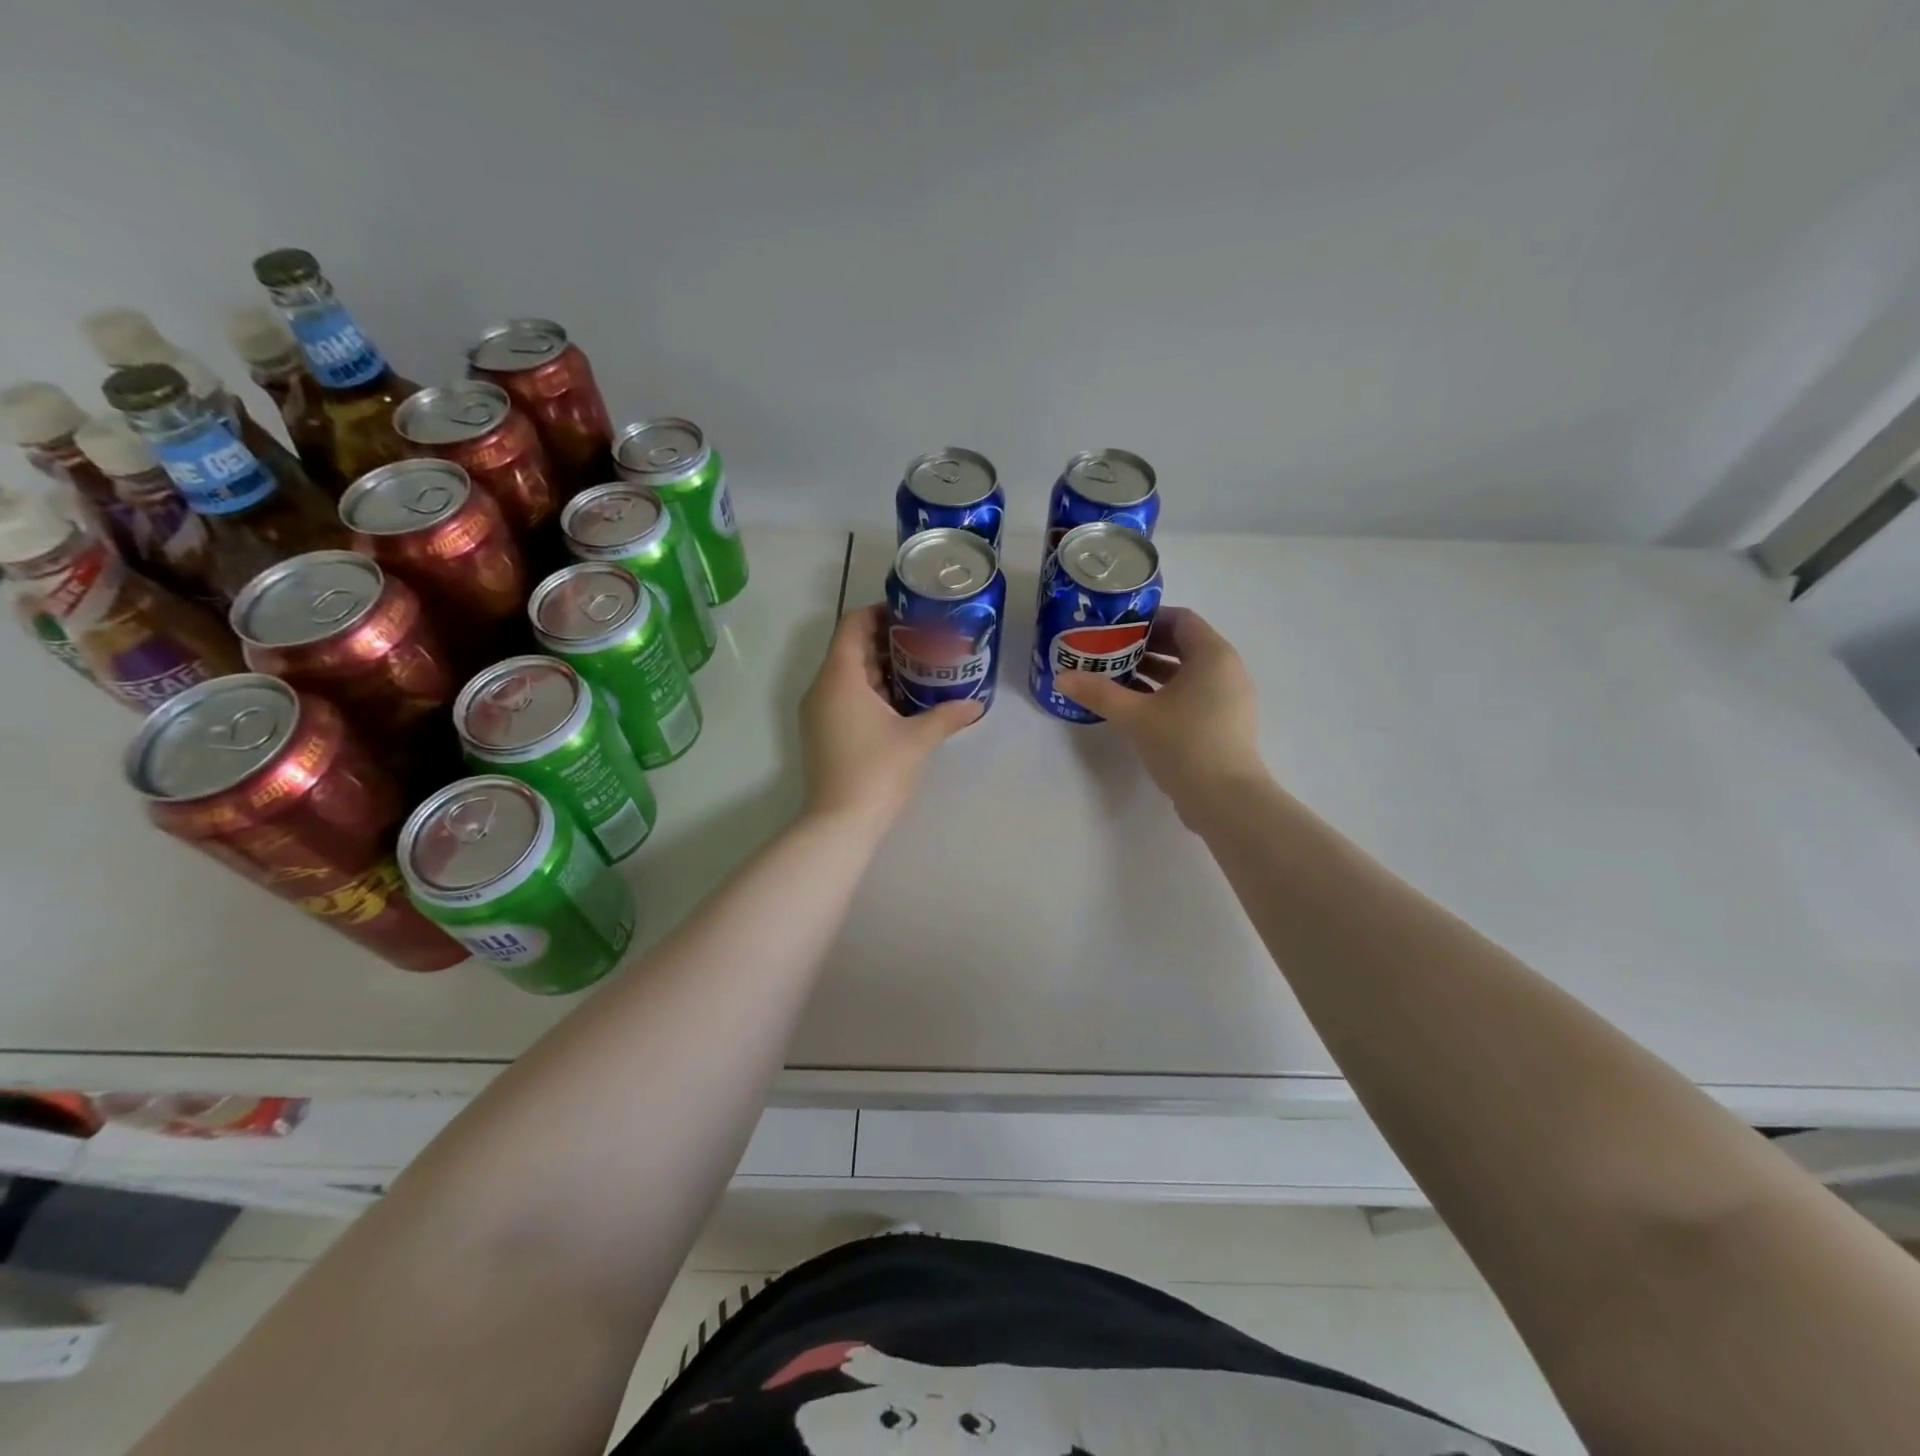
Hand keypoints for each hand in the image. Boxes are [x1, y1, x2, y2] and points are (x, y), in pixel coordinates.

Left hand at [798, 604, 981, 828]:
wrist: (839, 824)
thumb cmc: (877, 773)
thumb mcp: (917, 740)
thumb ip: (947, 716)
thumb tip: (977, 705)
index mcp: (839, 678)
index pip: (852, 624)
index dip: (880, 612)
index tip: (912, 614)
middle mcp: (822, 688)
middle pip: (851, 648)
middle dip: (887, 640)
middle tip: (926, 639)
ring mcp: (819, 712)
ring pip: (848, 675)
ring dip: (881, 667)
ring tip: (921, 667)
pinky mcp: (823, 732)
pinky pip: (845, 697)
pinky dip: (871, 691)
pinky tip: (903, 701)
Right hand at [1057, 606, 1265, 819]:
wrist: (1226, 800)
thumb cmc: (1184, 744)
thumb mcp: (1136, 716)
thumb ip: (1099, 693)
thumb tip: (1062, 677)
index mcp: (1213, 655)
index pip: (1181, 619)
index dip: (1147, 619)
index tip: (1115, 629)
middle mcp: (1228, 670)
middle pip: (1184, 645)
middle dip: (1146, 647)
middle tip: (1109, 652)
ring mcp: (1230, 698)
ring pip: (1188, 673)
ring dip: (1154, 672)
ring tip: (1116, 678)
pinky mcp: (1225, 723)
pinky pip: (1194, 695)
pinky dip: (1167, 693)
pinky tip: (1137, 708)